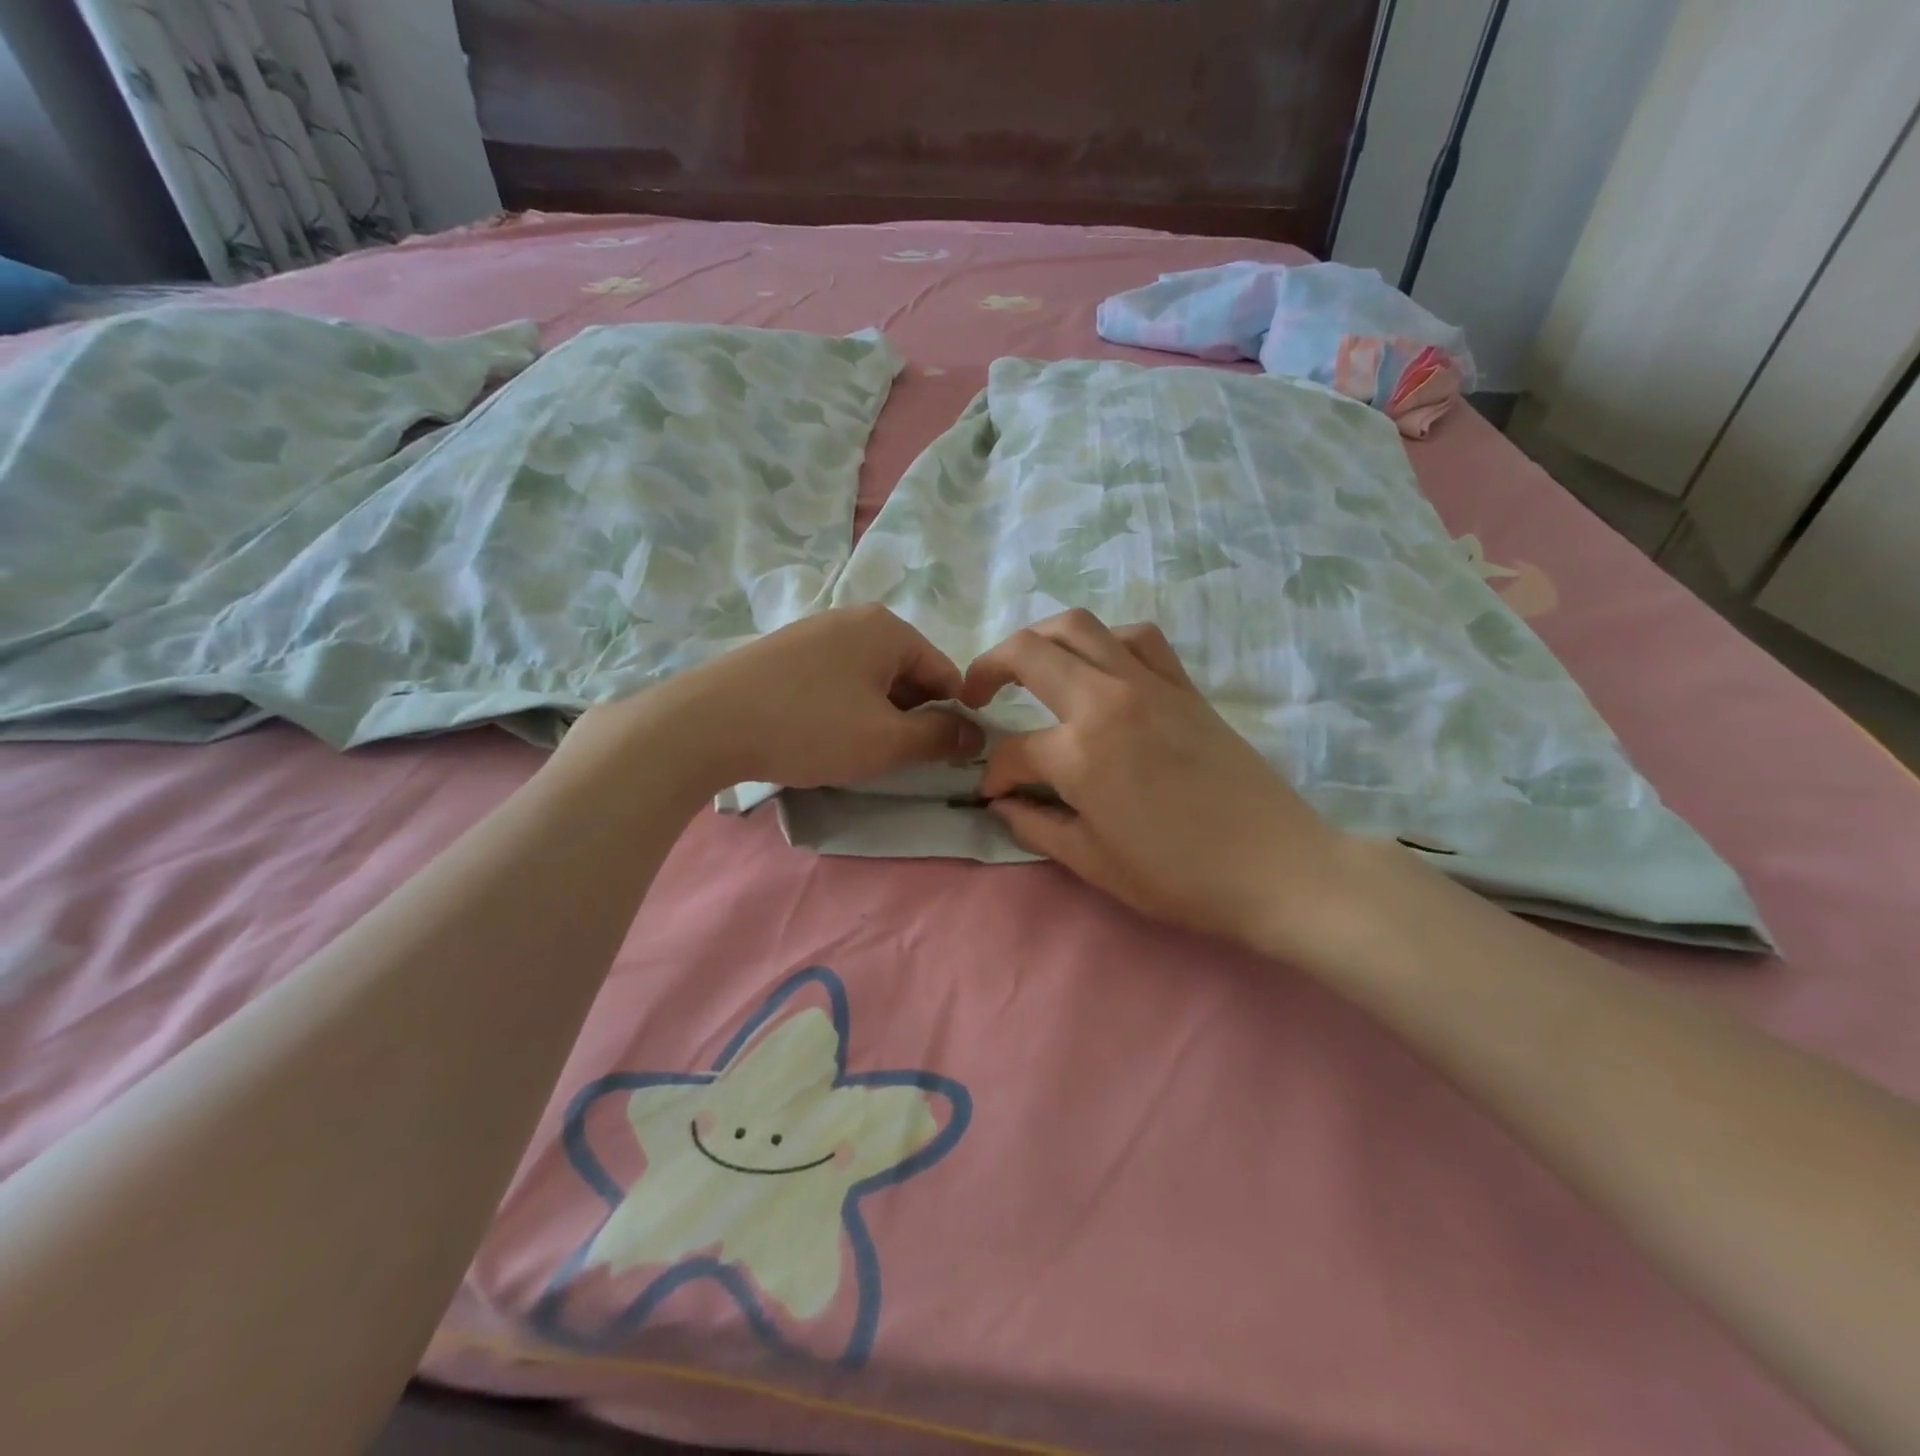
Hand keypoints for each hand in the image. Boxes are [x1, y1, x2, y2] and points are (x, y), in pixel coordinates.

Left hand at [566, 605, 982, 793]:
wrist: (706, 723)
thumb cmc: (811, 727)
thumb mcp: (887, 741)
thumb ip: (939, 737)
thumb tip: (976, 733)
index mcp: (888, 629)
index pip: (945, 673)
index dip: (952, 717)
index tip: (943, 755)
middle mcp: (853, 619)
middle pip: (906, 672)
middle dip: (911, 716)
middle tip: (897, 757)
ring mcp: (813, 632)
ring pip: (869, 678)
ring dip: (877, 714)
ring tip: (857, 750)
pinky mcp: (783, 652)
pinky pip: (834, 679)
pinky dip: (843, 707)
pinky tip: (822, 734)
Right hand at [962, 610, 1363, 963]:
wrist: (1276, 867)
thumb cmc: (1179, 876)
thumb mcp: (1093, 862)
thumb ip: (1036, 825)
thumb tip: (1002, 802)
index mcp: (1080, 752)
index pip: (1014, 750)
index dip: (994, 774)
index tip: (992, 793)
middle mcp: (1107, 701)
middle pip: (1029, 653)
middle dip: (988, 668)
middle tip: (976, 694)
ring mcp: (1149, 684)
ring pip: (1080, 627)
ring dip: (1041, 639)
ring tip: (1029, 667)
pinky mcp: (1184, 686)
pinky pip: (1138, 638)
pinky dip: (1107, 641)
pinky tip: (1101, 667)